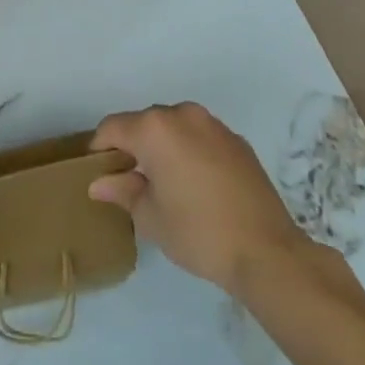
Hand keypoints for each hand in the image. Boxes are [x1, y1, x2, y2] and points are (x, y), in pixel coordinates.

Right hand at [89, 102, 304, 296]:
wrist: (266, 250)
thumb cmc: (198, 232)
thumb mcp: (150, 217)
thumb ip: (122, 191)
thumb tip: (99, 183)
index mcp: (155, 128)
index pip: (112, 128)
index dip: (100, 149)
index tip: (98, 174)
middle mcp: (182, 114)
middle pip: (144, 123)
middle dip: (132, 147)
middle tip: (130, 182)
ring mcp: (213, 124)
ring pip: (174, 128)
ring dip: (163, 147)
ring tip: (165, 183)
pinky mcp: (236, 140)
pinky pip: (200, 137)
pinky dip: (190, 152)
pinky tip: (196, 185)